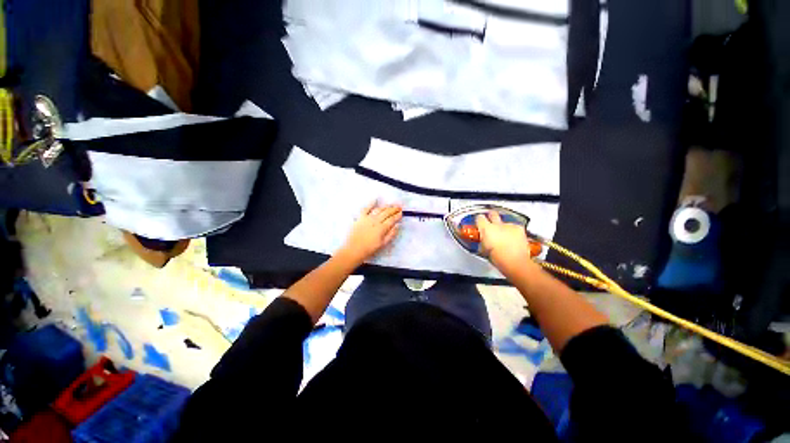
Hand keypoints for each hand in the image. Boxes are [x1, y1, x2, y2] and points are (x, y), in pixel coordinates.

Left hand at [339, 202, 401, 263]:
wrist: (353, 250)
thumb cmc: (369, 249)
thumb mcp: (383, 244)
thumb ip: (391, 234)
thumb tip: (397, 225)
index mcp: (382, 228)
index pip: (392, 219)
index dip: (397, 215)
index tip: (402, 213)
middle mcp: (376, 221)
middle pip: (387, 213)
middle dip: (394, 209)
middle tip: (399, 207)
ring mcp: (368, 218)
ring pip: (379, 209)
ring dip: (386, 207)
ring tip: (391, 205)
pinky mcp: (360, 217)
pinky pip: (366, 208)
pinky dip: (371, 203)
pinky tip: (376, 199)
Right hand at [476, 211, 532, 270]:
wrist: (516, 262)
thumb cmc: (499, 259)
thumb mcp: (484, 250)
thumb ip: (482, 241)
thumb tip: (483, 241)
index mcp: (486, 229)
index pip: (479, 218)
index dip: (479, 221)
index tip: (479, 224)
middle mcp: (497, 224)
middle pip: (492, 214)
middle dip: (491, 216)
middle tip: (491, 222)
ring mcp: (509, 226)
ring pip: (504, 222)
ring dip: (503, 227)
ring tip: (505, 237)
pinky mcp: (519, 228)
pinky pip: (514, 227)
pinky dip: (513, 231)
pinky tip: (513, 239)